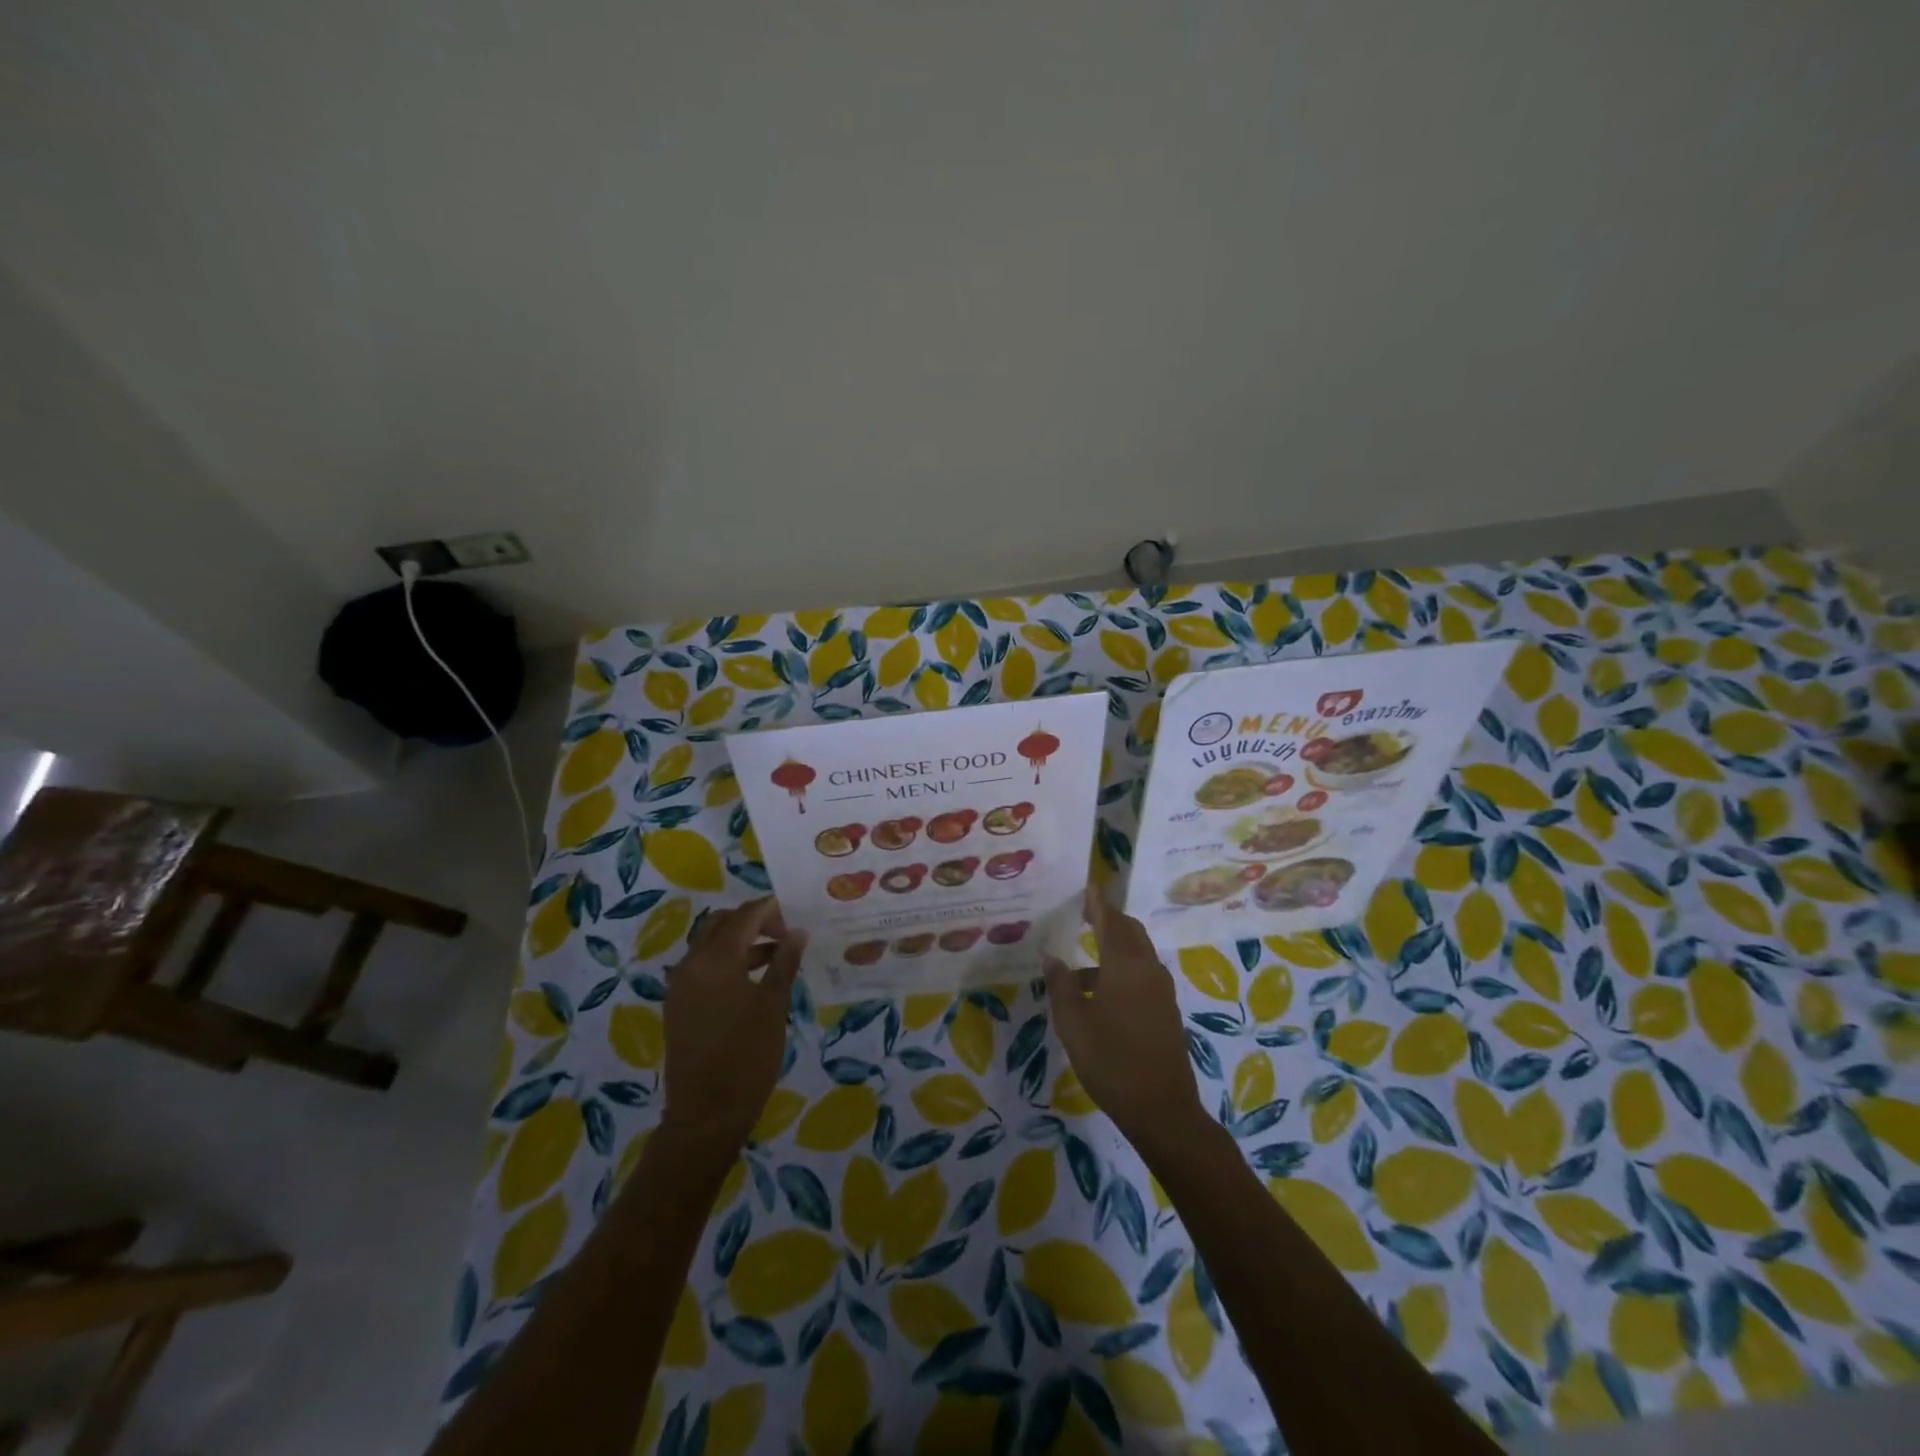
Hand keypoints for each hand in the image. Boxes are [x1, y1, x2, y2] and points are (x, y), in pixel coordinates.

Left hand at [659, 897, 805, 1148]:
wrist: (706, 1114)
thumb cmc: (747, 1056)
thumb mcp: (773, 1005)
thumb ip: (785, 962)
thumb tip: (797, 931)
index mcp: (715, 959)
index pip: (746, 916)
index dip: (772, 909)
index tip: (798, 913)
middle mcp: (691, 963)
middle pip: (722, 923)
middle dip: (753, 920)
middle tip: (785, 932)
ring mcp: (680, 984)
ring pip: (710, 943)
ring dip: (741, 940)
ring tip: (778, 954)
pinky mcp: (678, 1004)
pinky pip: (703, 966)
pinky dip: (727, 960)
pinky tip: (754, 977)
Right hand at [1045, 888, 1207, 1160]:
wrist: (1162, 1109)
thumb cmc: (1110, 1062)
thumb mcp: (1073, 1023)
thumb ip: (1061, 984)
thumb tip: (1051, 955)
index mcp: (1125, 965)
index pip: (1110, 920)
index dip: (1096, 903)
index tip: (1085, 888)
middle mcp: (1148, 969)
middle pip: (1129, 931)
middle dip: (1108, 920)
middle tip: (1082, 916)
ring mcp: (1161, 990)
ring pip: (1137, 953)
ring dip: (1113, 948)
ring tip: (1079, 964)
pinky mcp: (1165, 1009)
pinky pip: (1142, 974)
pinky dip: (1121, 969)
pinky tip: (1098, 994)